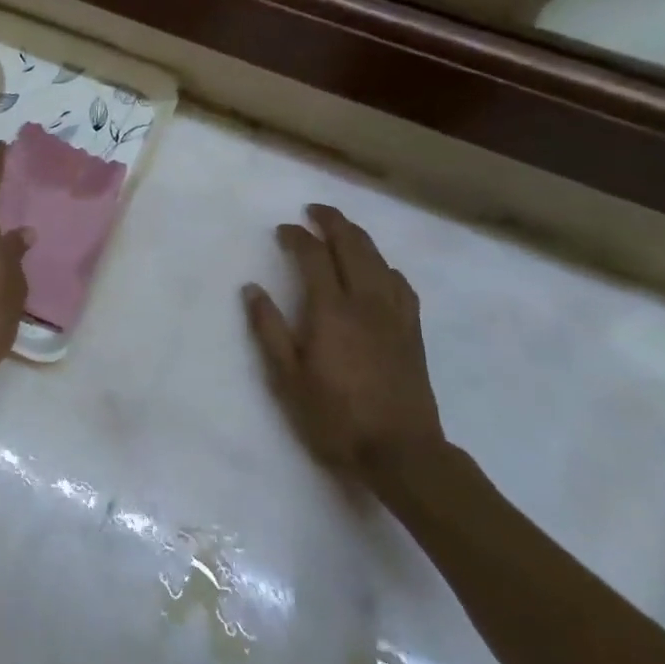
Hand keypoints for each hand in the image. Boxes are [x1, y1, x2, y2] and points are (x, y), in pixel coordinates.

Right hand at [242, 205, 443, 484]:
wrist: (402, 453)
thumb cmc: (334, 417)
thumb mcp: (287, 377)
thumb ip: (268, 329)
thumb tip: (252, 289)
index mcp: (330, 310)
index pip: (313, 256)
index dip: (297, 237)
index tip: (282, 230)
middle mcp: (365, 302)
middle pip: (352, 246)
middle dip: (332, 222)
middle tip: (315, 211)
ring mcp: (394, 316)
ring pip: (379, 261)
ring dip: (359, 238)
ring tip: (343, 230)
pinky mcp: (412, 332)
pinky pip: (401, 285)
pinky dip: (385, 267)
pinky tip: (380, 271)